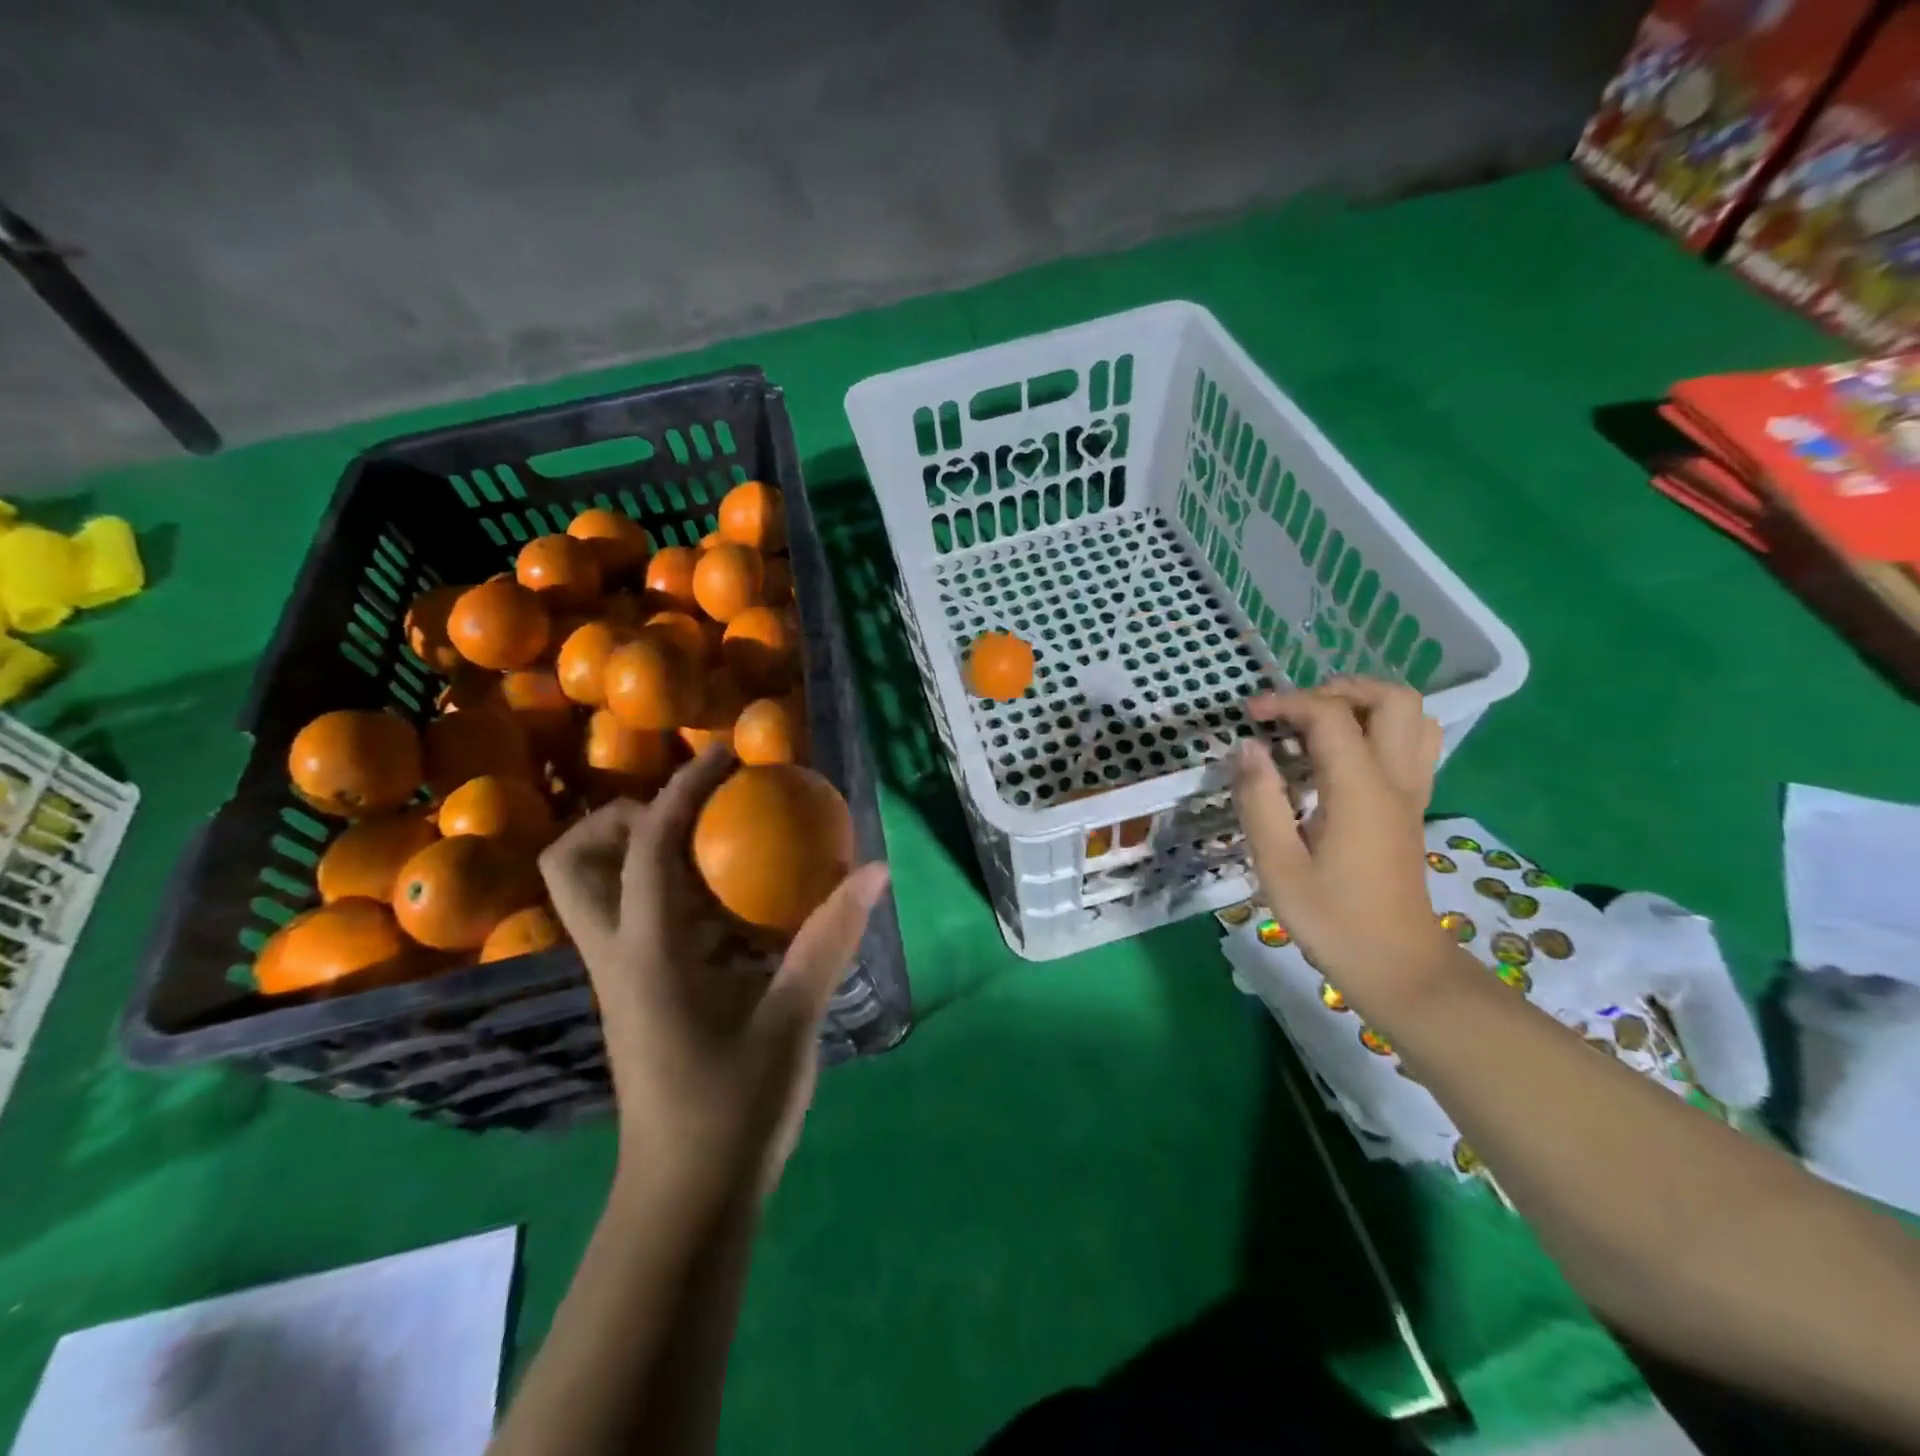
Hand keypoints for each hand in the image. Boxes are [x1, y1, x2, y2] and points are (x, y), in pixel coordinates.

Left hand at [539, 747, 889, 1204]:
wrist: (686, 1200)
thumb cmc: (733, 1109)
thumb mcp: (792, 1018)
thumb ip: (830, 938)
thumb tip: (874, 870)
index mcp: (646, 952)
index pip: (648, 846)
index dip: (682, 789)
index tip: (722, 758)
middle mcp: (617, 955)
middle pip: (575, 863)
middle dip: (623, 820)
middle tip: (693, 813)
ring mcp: (620, 978)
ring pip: (598, 892)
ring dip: (645, 853)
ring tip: (718, 846)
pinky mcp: (636, 996)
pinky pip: (637, 921)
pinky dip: (672, 894)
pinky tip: (732, 910)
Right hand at [1232, 677, 1452, 993]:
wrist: (1397, 966)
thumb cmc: (1332, 919)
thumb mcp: (1278, 864)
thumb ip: (1259, 800)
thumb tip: (1247, 748)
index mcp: (1360, 790)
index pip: (1330, 716)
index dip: (1286, 703)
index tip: (1249, 716)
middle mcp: (1395, 780)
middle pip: (1392, 699)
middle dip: (1339, 689)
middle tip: (1295, 713)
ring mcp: (1411, 792)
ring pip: (1412, 717)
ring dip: (1365, 705)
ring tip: (1319, 724)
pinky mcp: (1412, 807)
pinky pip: (1412, 744)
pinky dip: (1379, 729)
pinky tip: (1342, 755)